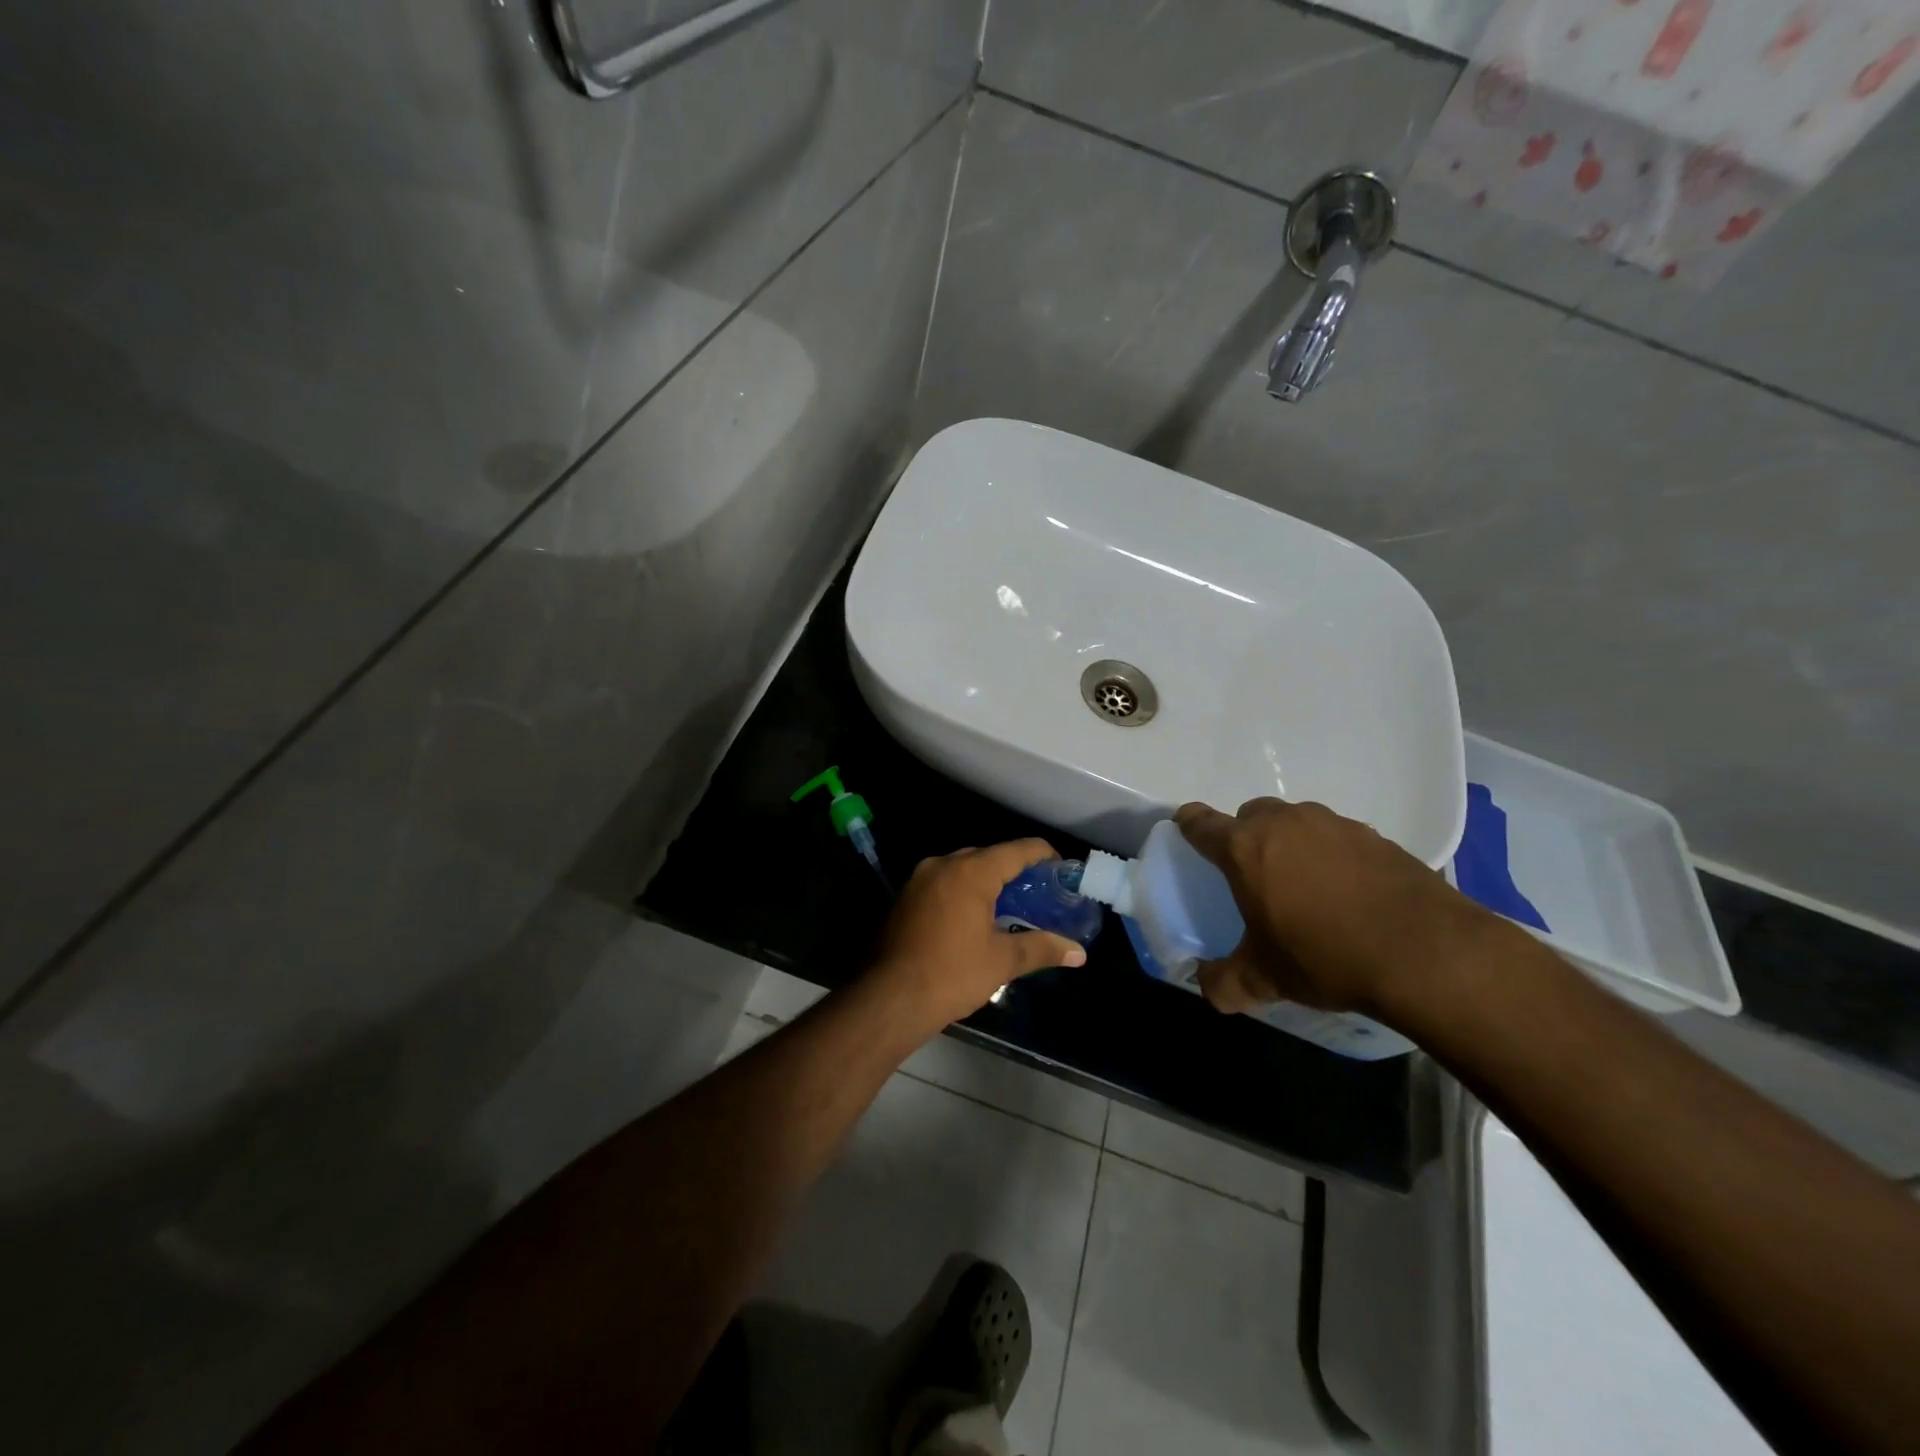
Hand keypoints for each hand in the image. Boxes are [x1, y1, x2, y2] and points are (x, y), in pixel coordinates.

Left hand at [865, 839, 1087, 1035]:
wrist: (889, 998)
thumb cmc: (952, 974)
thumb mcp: (1002, 961)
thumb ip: (1042, 948)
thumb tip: (1079, 953)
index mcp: (971, 872)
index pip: (1017, 850)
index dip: (1044, 856)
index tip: (1062, 871)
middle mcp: (944, 864)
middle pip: (989, 856)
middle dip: (1015, 871)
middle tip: (1039, 894)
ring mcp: (920, 879)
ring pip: (963, 868)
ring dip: (988, 882)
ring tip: (1011, 906)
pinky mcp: (905, 897)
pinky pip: (944, 883)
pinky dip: (964, 891)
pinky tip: (975, 917)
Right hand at [1174, 798, 1499, 1021]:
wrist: (1427, 954)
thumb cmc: (1326, 957)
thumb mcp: (1265, 978)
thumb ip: (1224, 982)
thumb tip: (1206, 987)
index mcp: (1246, 848)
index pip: (1201, 822)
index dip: (1189, 825)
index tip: (1187, 834)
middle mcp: (1285, 824)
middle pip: (1250, 814)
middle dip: (1244, 836)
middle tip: (1253, 874)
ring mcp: (1334, 824)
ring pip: (1296, 821)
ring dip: (1290, 843)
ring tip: (1304, 885)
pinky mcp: (1376, 836)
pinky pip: (1337, 837)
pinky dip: (1332, 855)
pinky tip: (1348, 892)